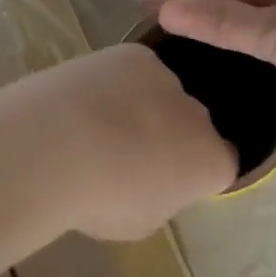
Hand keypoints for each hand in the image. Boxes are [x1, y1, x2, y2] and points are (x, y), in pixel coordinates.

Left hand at [34, 44, 238, 241]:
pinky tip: (84, 100)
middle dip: (171, 136)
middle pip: (194, 125)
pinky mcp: (135, 55)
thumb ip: (159, 197)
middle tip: (127, 157)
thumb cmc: (99, 200)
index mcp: (210, 162)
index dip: (194, 174)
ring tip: (96, 126)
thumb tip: (153, 182)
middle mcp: (200, 116)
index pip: (221, 165)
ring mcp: (168, 79)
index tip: (165, 183)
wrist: (54, 146)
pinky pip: (134, 72)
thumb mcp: (139, 222)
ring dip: (143, 107)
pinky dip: (116, 83)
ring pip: (163, 94)